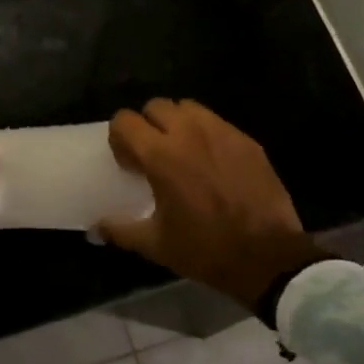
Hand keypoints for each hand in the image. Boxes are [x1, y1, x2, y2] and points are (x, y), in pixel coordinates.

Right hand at [97, 99, 327, 311]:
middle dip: (148, 126)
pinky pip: (217, 123)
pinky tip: (213, 163)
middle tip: (154, 155)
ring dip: (178, 123)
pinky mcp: (246, 140)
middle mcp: (189, 133)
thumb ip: (120, 229)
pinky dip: (206, 134)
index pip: (124, 120)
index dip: (120, 138)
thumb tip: (95, 227)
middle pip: (156, 106)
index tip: (129, 163)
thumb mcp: (156, 245)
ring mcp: (222, 133)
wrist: (268, 257)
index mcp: (160, 155)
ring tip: (183, 153)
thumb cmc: (206, 250)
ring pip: (188, 108)